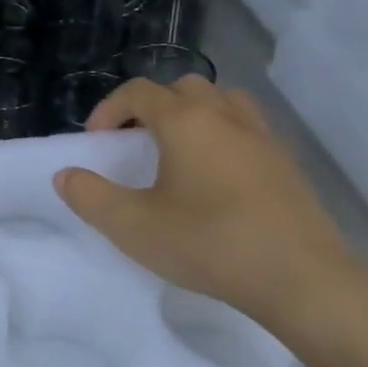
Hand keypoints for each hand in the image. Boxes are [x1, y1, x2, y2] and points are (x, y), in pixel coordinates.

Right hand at [54, 77, 365, 330]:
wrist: (302, 278)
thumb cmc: (210, 244)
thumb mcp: (134, 227)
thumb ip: (91, 197)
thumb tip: (65, 175)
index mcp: (185, 121)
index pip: (139, 92)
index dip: (109, 109)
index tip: (96, 141)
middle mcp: (224, 115)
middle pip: (182, 87)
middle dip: (151, 106)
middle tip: (136, 142)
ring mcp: (261, 136)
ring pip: (221, 101)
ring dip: (192, 114)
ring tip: (178, 151)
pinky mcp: (285, 162)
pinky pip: (246, 127)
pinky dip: (222, 134)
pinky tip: (217, 176)